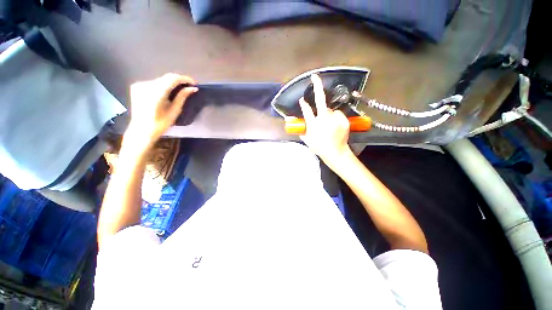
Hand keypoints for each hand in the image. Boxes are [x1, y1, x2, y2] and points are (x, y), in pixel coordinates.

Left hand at [126, 73, 197, 149]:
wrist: (141, 130)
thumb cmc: (161, 123)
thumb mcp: (175, 111)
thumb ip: (182, 97)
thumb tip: (193, 88)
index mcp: (156, 93)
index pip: (173, 78)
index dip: (185, 79)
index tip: (194, 83)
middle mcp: (147, 85)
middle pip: (166, 78)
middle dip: (179, 81)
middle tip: (189, 87)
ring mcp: (140, 85)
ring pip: (161, 79)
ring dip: (171, 83)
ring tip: (180, 90)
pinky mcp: (137, 86)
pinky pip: (154, 82)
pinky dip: (163, 85)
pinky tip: (167, 92)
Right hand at [298, 74, 352, 168]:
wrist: (335, 152)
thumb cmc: (319, 147)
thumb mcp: (306, 139)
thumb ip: (299, 129)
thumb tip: (290, 121)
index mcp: (313, 124)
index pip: (307, 110)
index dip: (304, 104)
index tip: (302, 100)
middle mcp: (324, 119)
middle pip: (320, 100)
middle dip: (317, 86)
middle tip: (314, 77)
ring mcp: (335, 119)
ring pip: (330, 110)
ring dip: (328, 114)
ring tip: (329, 125)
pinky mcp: (344, 120)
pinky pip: (338, 114)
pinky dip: (336, 117)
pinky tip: (335, 125)